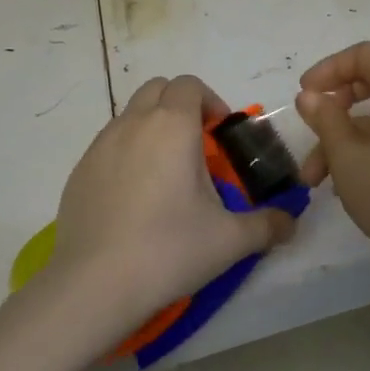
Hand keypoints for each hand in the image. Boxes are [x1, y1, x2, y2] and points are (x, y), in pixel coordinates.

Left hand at [48, 75, 295, 336]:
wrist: (94, 285)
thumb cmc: (168, 249)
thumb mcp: (230, 240)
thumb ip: (267, 225)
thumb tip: (291, 223)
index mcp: (172, 125)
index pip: (190, 85)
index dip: (209, 101)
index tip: (220, 135)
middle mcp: (134, 123)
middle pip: (158, 89)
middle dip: (179, 107)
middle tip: (196, 147)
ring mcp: (100, 145)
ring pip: (131, 115)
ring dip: (152, 128)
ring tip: (165, 174)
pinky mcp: (79, 170)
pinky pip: (108, 145)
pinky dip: (126, 154)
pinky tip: (134, 198)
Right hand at [296, 42, 369, 267]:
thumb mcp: (345, 154)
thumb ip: (324, 118)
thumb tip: (309, 96)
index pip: (364, 54)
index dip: (329, 68)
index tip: (305, 94)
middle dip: (332, 107)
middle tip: (310, 129)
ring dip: (342, 138)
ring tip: (314, 179)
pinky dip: (365, 147)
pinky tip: (344, 182)